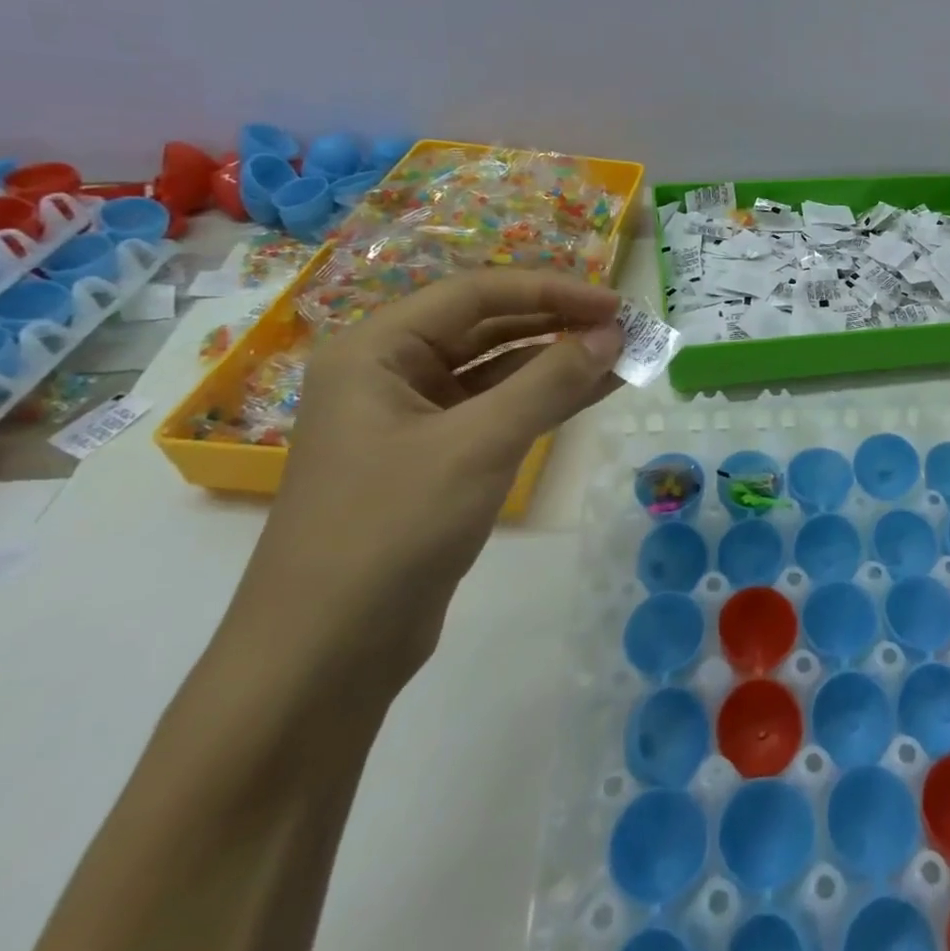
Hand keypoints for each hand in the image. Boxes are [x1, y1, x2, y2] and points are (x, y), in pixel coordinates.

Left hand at [225, 270, 624, 691]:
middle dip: (558, 324)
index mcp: (377, 350)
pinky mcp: (435, 459)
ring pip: (498, 370)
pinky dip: (545, 399)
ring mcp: (413, 418)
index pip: (476, 293)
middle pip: (487, 326)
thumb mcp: (480, 444)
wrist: (325, 659)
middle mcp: (391, 372)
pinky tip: (595, 390)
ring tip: (624, 354)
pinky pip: (498, 410)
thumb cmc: (391, 529)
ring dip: (559, 361)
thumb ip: (550, 381)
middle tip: (625, 328)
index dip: (551, 291)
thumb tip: (613, 333)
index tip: (614, 305)